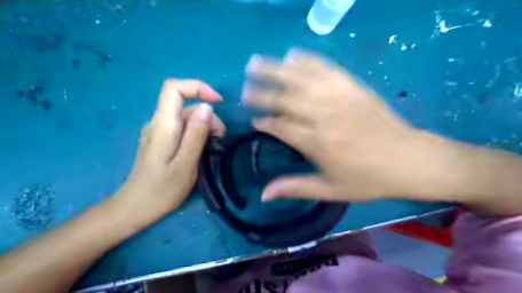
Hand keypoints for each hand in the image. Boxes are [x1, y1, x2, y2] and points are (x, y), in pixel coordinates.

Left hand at [113, 79, 224, 220]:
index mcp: (164, 125)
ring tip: (211, 153)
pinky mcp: (162, 140)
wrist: (136, 207)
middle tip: (219, 142)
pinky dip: (197, 137)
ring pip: (188, 119)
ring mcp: (159, 131)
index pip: (174, 88)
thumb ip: (196, 134)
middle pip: (187, 107)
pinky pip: (183, 130)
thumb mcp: (186, 163)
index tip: (217, 101)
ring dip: (205, 131)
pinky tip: (201, 154)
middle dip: (209, 120)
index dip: (197, 87)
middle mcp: (159, 123)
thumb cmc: (162, 190)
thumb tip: (207, 108)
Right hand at [242, 49, 430, 202]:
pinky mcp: (354, 86)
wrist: (409, 160)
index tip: (255, 121)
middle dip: (262, 94)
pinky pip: (325, 67)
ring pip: (301, 78)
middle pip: (286, 99)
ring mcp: (340, 97)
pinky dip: (306, 60)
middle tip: (245, 90)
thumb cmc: (367, 179)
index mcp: (319, 144)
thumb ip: (294, 188)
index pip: (281, 127)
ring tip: (255, 63)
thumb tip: (263, 195)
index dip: (265, 123)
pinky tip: (292, 55)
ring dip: (275, 69)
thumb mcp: (330, 190)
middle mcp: (326, 116)